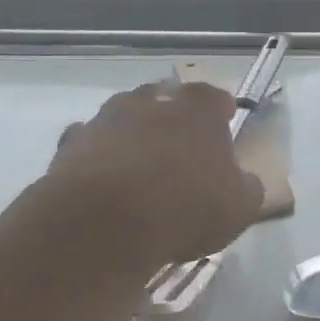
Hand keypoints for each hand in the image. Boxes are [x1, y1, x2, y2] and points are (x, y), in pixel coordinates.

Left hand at [46, 80, 263, 273]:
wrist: (105, 223)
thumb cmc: (185, 207)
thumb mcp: (240, 209)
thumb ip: (248, 188)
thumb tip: (246, 182)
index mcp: (199, 108)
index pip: (216, 97)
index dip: (222, 113)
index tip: (224, 129)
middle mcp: (153, 100)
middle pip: (166, 98)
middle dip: (173, 117)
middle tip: (180, 149)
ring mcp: (108, 118)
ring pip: (125, 115)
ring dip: (133, 133)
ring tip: (139, 166)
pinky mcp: (71, 143)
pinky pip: (90, 143)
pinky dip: (98, 156)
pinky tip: (104, 182)